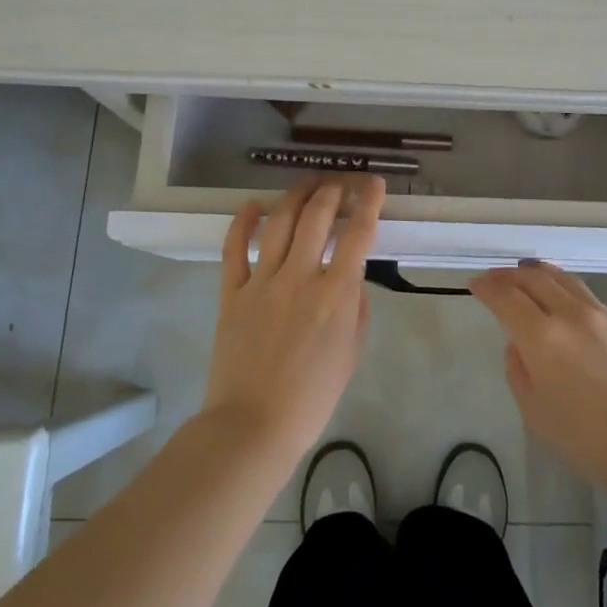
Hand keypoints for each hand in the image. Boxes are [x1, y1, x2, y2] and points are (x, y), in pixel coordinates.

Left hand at [203, 175, 385, 463]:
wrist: (254, 425)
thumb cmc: (312, 396)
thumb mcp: (352, 352)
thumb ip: (355, 308)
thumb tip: (351, 277)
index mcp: (335, 293)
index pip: (358, 234)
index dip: (369, 202)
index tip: (374, 183)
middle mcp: (300, 277)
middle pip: (317, 217)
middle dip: (333, 191)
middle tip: (340, 182)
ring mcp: (262, 281)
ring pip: (279, 222)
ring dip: (296, 196)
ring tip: (308, 183)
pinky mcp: (232, 292)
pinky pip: (234, 247)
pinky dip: (243, 221)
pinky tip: (254, 205)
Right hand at [470, 261, 606, 494]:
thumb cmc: (589, 440)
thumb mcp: (537, 414)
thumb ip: (519, 373)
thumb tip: (519, 346)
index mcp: (542, 337)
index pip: (506, 297)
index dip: (487, 287)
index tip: (475, 284)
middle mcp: (571, 314)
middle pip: (535, 278)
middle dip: (509, 275)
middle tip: (495, 278)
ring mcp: (603, 316)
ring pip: (564, 280)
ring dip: (539, 274)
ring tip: (526, 275)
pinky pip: (587, 296)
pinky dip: (565, 289)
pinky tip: (564, 300)